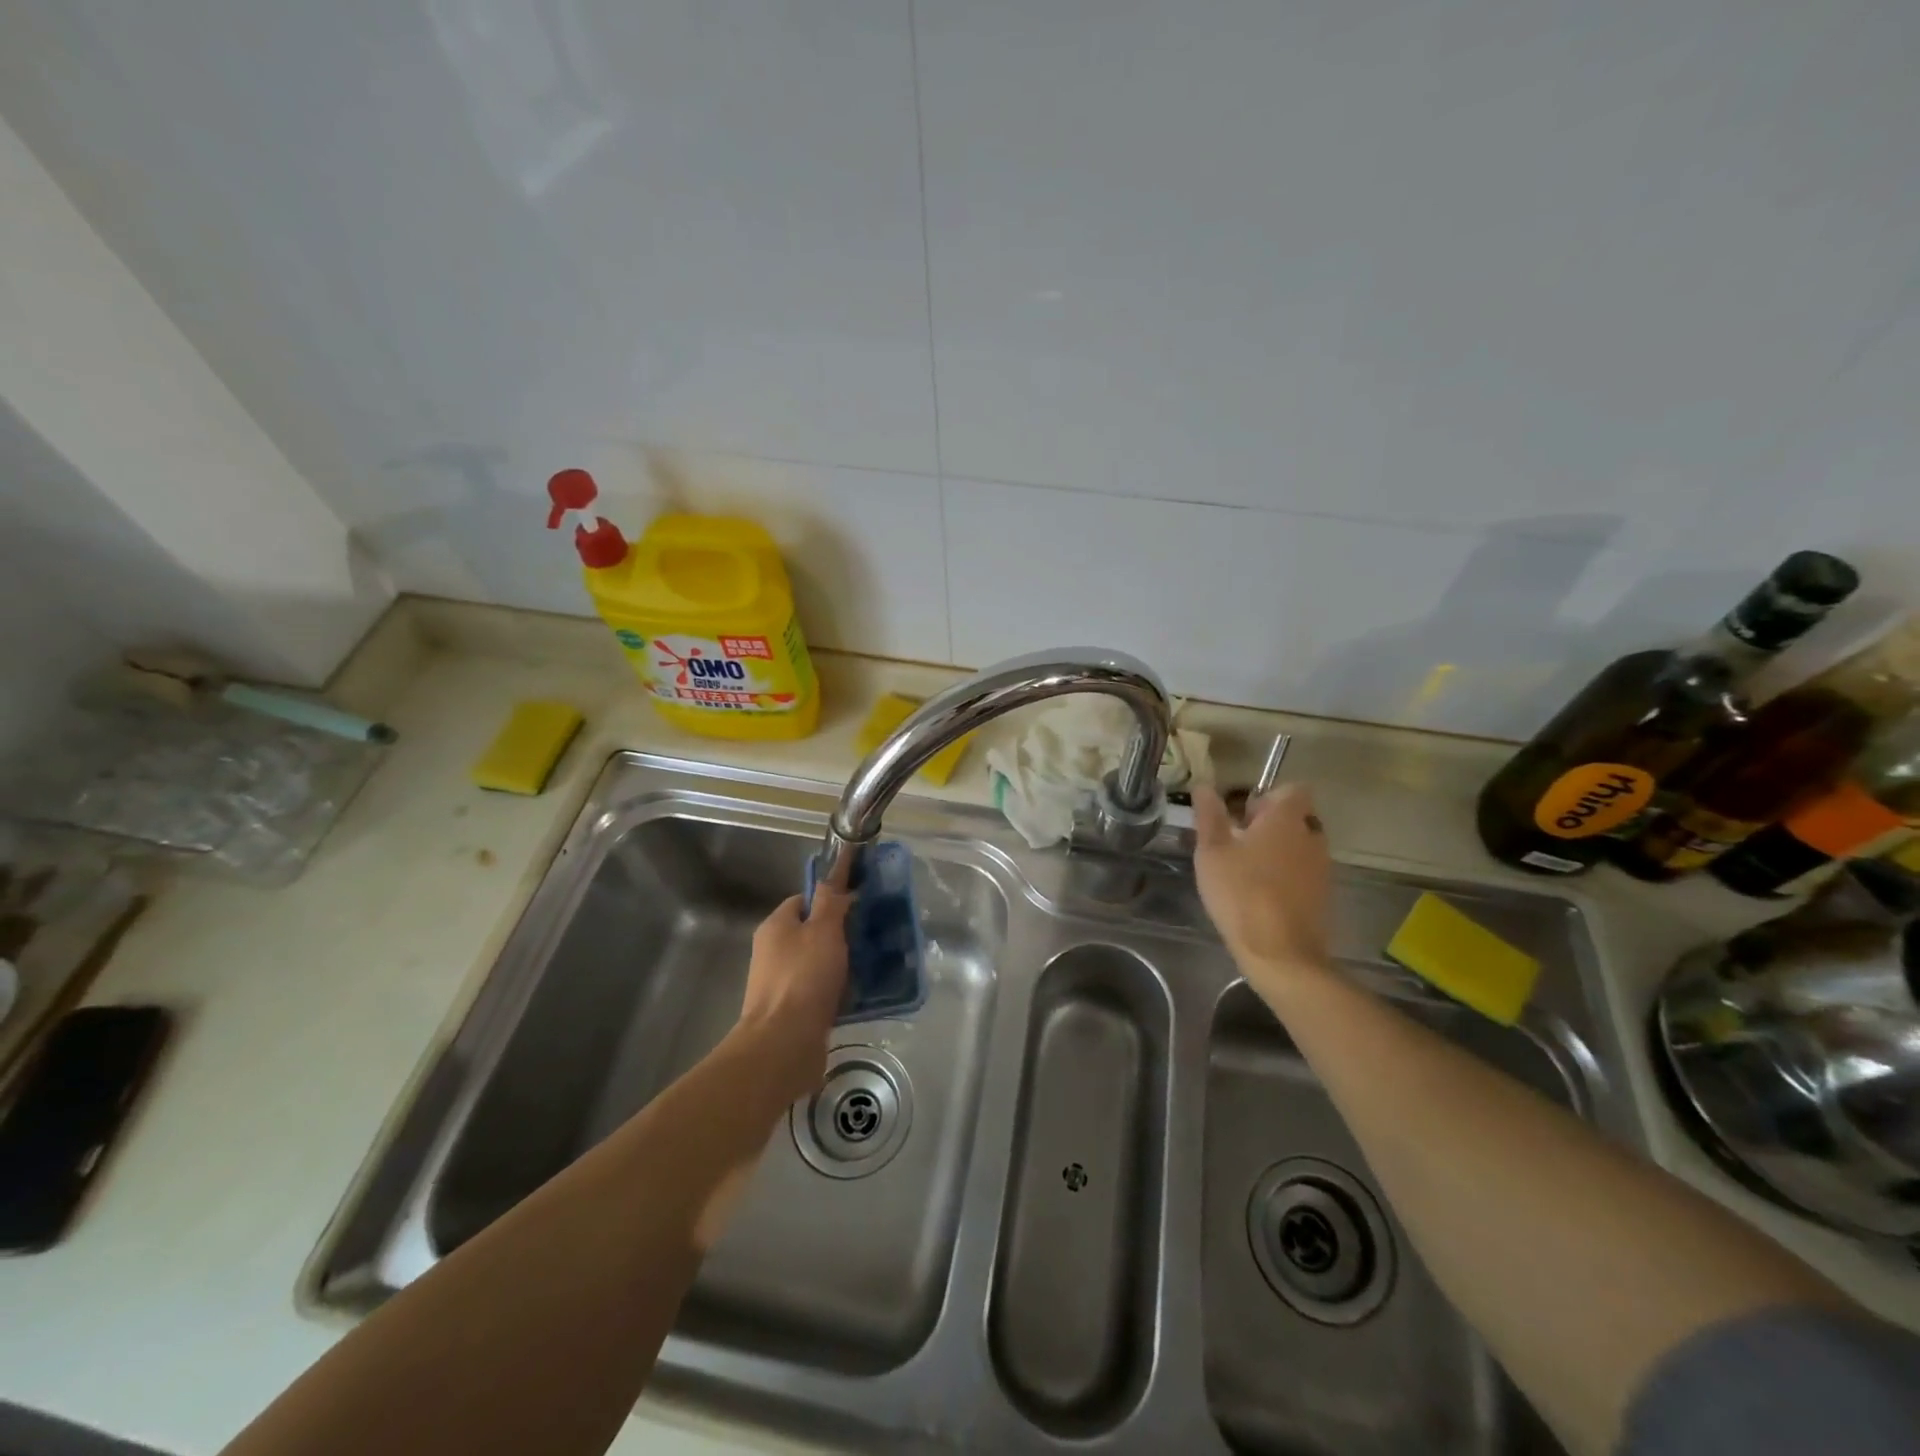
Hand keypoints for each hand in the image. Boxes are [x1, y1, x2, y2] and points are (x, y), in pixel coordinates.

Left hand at [736, 888, 851, 1100]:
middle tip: (870, 933)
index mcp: (776, 926)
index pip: (804, 899)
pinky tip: (861, 992)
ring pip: (817, 962)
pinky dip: (838, 989)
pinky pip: (819, 990)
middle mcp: (773, 951)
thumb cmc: (804, 978)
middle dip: (840, 932)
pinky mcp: (792, 1011)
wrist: (783, 1044)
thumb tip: (832, 879)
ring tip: (872, 963)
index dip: (830, 897)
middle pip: (811, 932)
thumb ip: (830, 902)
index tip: (859, 902)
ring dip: (841, 962)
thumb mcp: (823, 930)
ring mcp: (780, 983)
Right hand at [1193, 783, 1332, 997]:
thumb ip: (1209, 815)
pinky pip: (1303, 871)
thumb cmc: (1241, 893)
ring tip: (1244, 871)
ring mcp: (1321, 866)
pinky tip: (1259, 895)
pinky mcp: (1323, 894)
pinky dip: (1285, 875)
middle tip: (1235, 844)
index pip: (1291, 789)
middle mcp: (1312, 835)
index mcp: (1287, 819)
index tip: (1241, 816)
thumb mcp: (1212, 851)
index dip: (1266, 797)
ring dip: (1276, 850)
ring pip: (1299, 845)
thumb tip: (1204, 785)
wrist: (1281, 953)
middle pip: (1295, 817)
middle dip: (1268, 824)